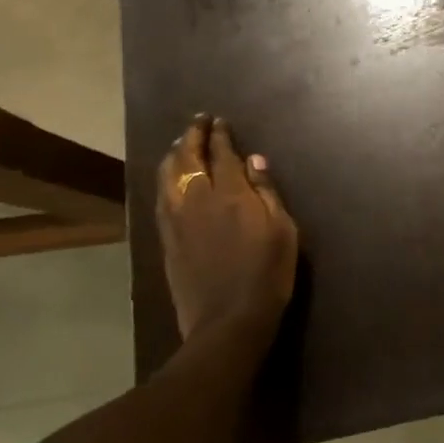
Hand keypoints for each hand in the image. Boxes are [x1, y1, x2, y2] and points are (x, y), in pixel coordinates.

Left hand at [156, 115, 298, 339]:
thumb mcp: (283, 230)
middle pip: (188, 158)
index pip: (221, 153)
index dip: (219, 135)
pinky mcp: (167, 240)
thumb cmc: (267, 274)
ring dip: (174, 155)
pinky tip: (168, 179)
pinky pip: (161, 199)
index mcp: (230, 193)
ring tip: (180, 145)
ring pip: (167, 176)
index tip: (219, 121)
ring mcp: (177, 220)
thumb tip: (254, 160)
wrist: (228, 321)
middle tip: (198, 122)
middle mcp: (198, 199)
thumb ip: (266, 192)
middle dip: (192, 136)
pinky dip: (165, 180)